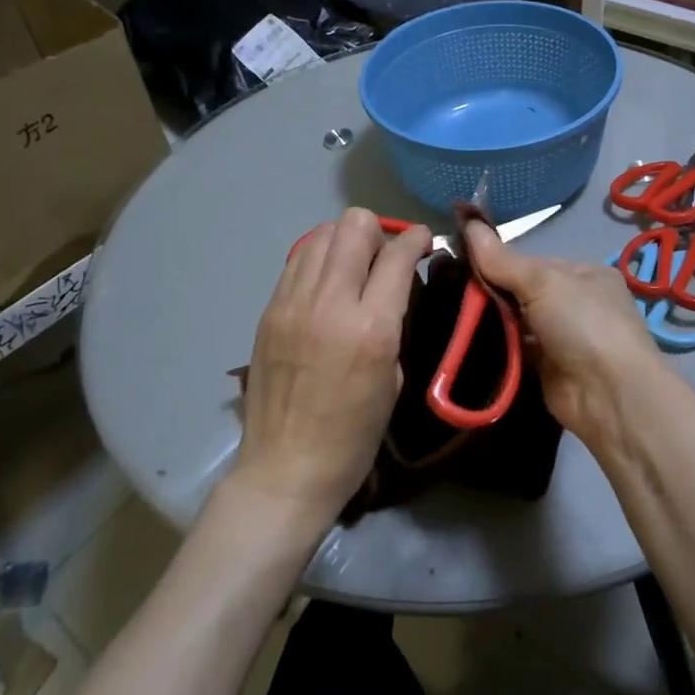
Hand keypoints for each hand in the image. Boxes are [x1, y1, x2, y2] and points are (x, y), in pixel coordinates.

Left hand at [231, 208, 430, 534]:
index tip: (424, 242)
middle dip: (379, 231)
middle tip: (385, 257)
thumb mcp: (394, 378)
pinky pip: (298, 260)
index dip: (417, 239)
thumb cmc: (353, 436)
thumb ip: (394, 321)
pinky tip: (328, 284)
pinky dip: (319, 258)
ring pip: (321, 232)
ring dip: (346, 240)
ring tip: (355, 267)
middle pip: (354, 225)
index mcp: (371, 328)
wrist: (286, 469)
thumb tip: (394, 285)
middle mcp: (330, 303)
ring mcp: (293, 302)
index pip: (397, 254)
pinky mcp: (269, 309)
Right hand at [464, 220, 665, 448]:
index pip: (533, 262)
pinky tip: (466, 341)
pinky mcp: (549, 369)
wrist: (609, 395)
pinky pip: (516, 350)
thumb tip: (469, 223)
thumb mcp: (543, 282)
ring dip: (491, 321)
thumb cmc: (583, 323)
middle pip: (523, 292)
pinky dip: (497, 347)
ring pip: (517, 322)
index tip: (461, 262)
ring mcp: (563, 338)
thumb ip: (503, 260)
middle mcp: (576, 304)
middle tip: (450, 290)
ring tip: (451, 313)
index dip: (499, 262)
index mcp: (584, 274)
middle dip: (491, 292)